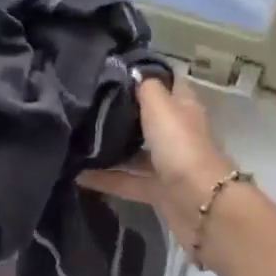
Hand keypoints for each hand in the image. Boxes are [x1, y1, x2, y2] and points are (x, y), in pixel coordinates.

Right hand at [79, 76, 237, 253]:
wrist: (199, 205)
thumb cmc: (180, 147)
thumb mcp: (161, 106)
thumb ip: (146, 87)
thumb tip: (133, 72)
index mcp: (183, 108)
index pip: (166, 83)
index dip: (145, 75)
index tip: (113, 70)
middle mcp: (177, 133)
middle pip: (148, 118)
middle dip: (121, 113)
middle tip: (86, 104)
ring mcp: (169, 164)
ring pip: (136, 152)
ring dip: (111, 148)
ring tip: (77, 139)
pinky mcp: (159, 191)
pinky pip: (128, 181)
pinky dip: (106, 179)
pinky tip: (78, 175)